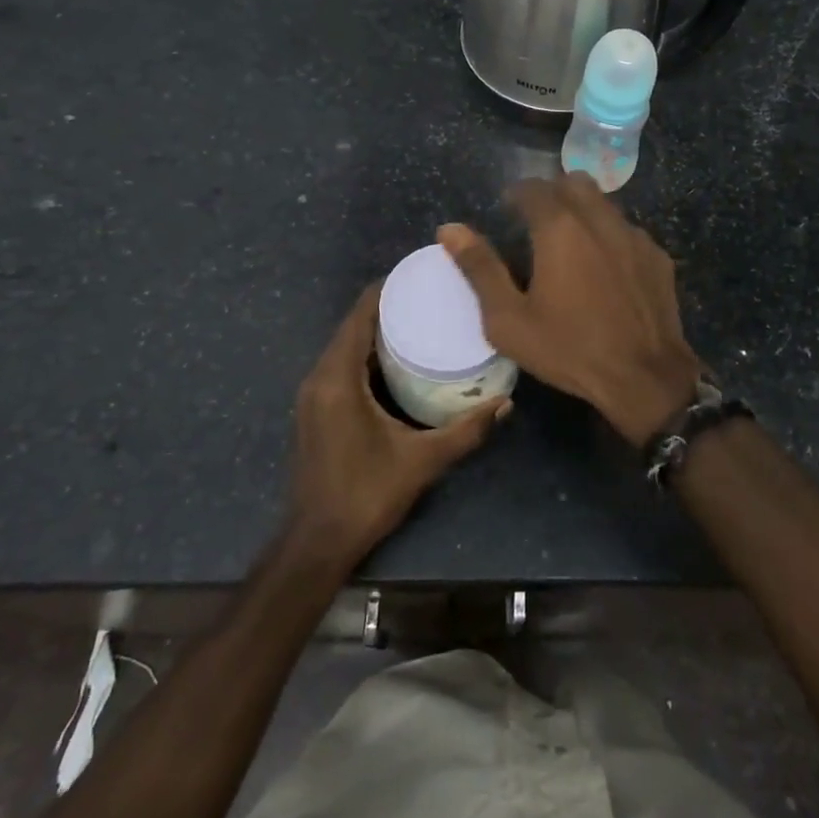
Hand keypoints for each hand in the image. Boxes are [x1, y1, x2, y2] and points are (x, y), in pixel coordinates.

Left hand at [289, 282, 508, 568]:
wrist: (317, 542)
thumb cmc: (366, 495)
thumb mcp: (422, 461)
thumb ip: (465, 430)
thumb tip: (506, 403)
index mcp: (338, 379)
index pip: (359, 316)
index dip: (385, 290)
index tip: (418, 275)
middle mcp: (319, 378)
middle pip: (352, 327)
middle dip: (386, 308)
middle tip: (429, 297)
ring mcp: (312, 395)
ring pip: (345, 347)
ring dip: (375, 332)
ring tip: (419, 321)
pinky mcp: (315, 410)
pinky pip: (341, 366)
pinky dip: (365, 355)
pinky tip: (397, 361)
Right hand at [439, 175, 700, 448]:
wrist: (644, 378)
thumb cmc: (568, 349)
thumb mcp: (509, 319)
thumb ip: (480, 269)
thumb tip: (449, 229)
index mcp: (560, 228)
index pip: (533, 187)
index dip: (516, 194)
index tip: (506, 210)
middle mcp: (600, 220)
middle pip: (574, 182)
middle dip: (552, 192)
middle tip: (536, 221)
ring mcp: (635, 237)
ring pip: (605, 204)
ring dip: (583, 211)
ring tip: (570, 245)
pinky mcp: (658, 257)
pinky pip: (628, 231)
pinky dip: (610, 237)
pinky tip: (605, 270)